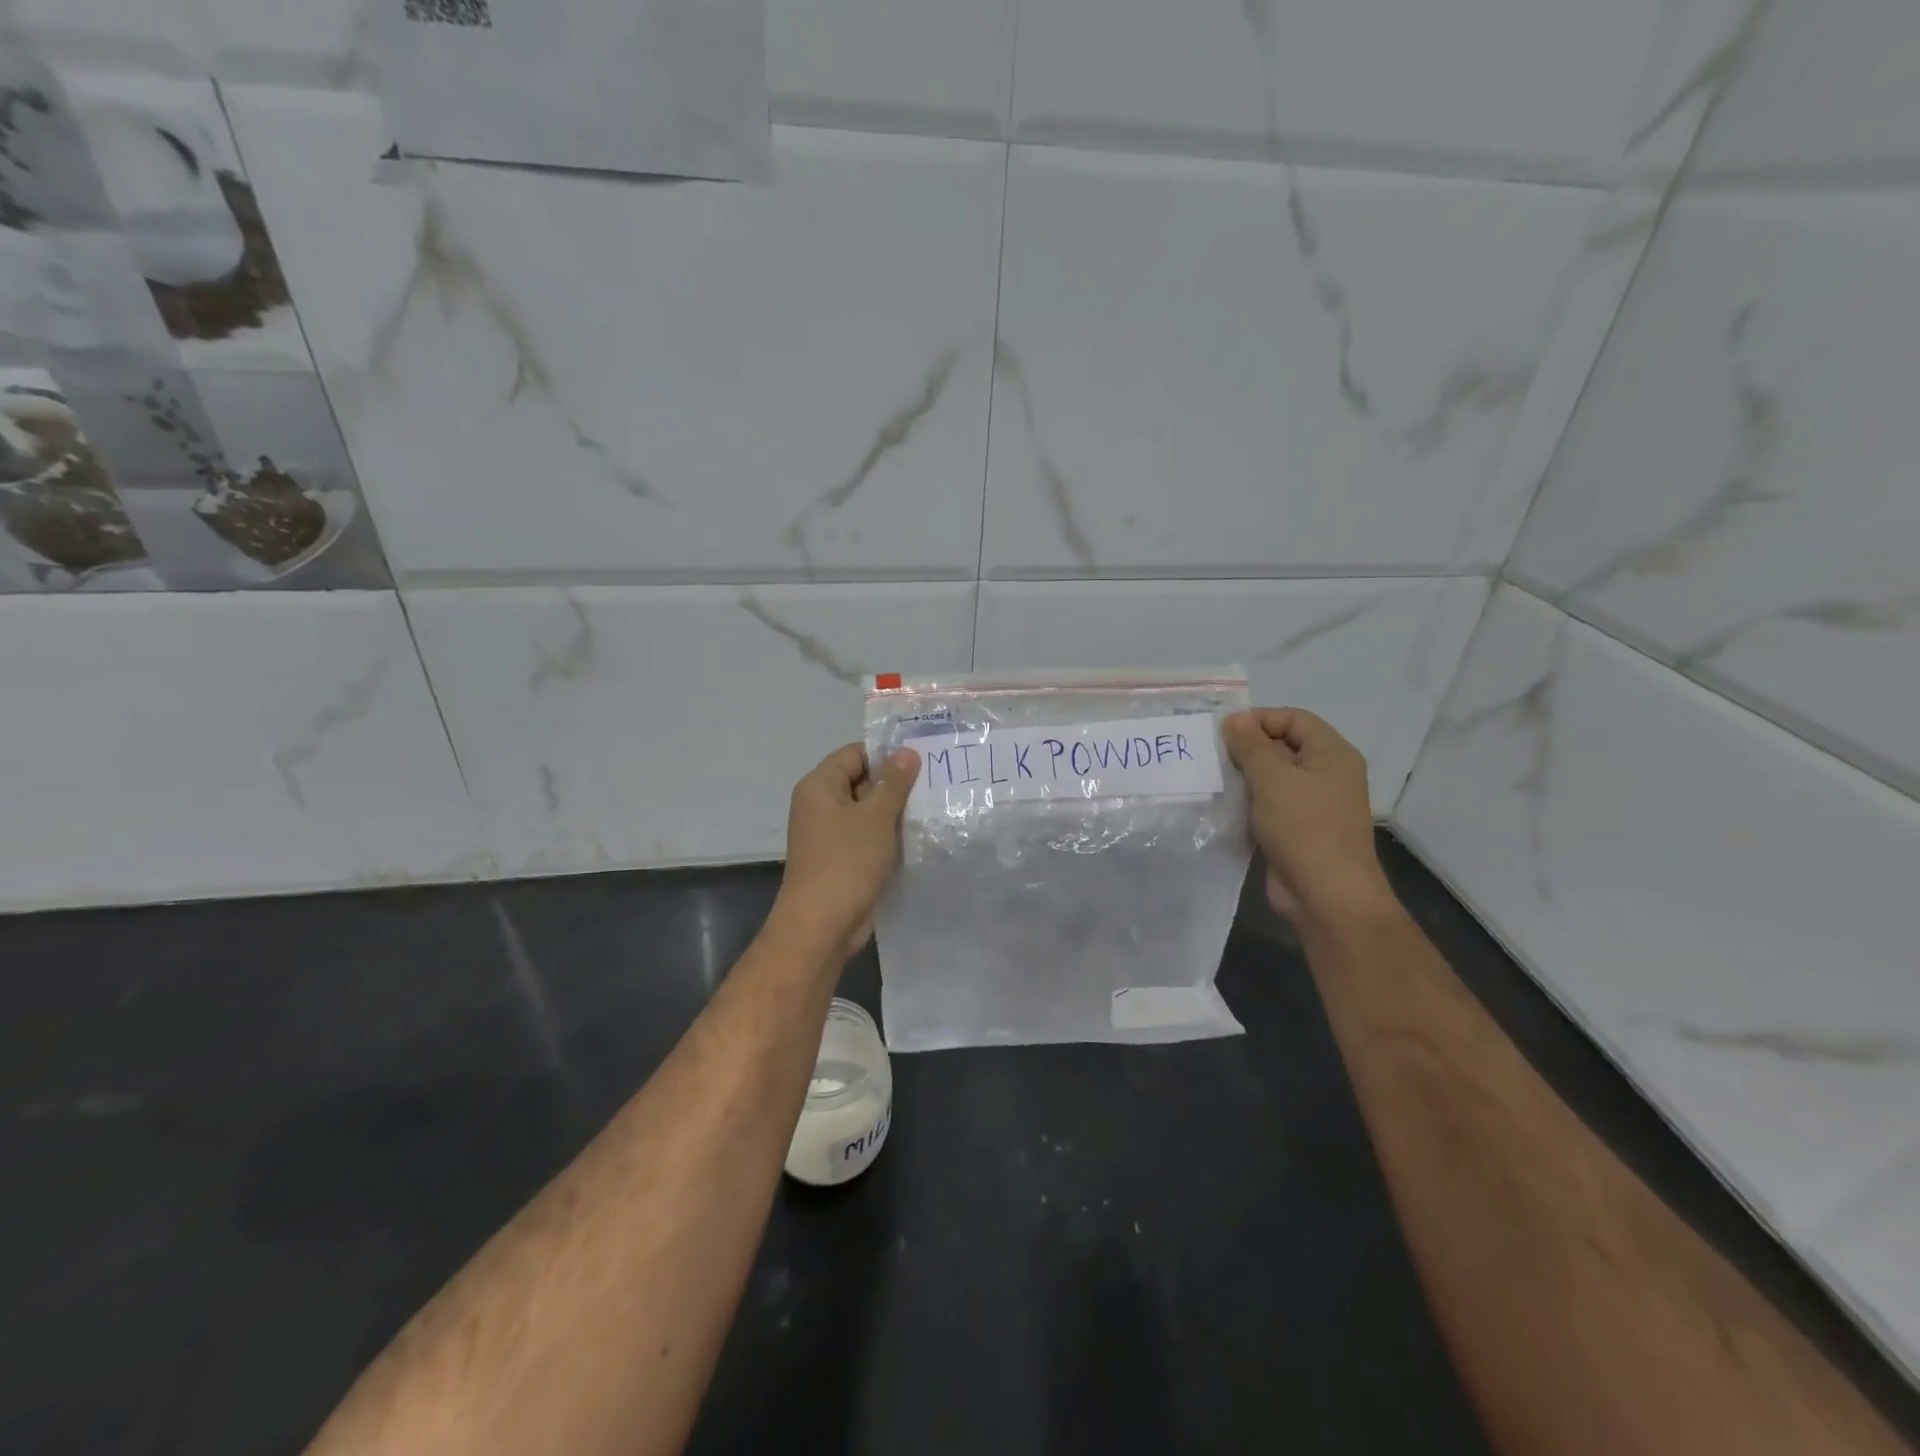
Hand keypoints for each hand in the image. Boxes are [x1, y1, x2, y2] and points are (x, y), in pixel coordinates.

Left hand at [773, 742, 920, 960]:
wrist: (821, 926)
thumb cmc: (847, 862)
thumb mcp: (875, 817)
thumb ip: (893, 783)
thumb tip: (906, 752)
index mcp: (820, 786)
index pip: (855, 753)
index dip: (887, 754)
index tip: (923, 760)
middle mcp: (820, 806)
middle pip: (861, 781)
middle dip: (895, 784)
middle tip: (935, 784)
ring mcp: (829, 835)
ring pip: (867, 812)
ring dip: (894, 813)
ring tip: (932, 809)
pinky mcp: (841, 860)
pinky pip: (867, 838)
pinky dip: (888, 837)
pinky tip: (918, 839)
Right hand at [1222, 708, 1395, 930]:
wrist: (1326, 895)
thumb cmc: (1304, 827)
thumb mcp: (1273, 779)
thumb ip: (1251, 745)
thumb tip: (1235, 718)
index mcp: (1331, 754)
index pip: (1294, 718)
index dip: (1259, 719)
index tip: (1223, 732)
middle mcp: (1326, 774)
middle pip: (1283, 746)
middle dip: (1247, 748)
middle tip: (1211, 755)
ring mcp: (1313, 804)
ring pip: (1273, 778)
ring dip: (1243, 777)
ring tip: (1211, 778)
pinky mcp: (1297, 830)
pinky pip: (1269, 805)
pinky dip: (1247, 802)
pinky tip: (1222, 805)